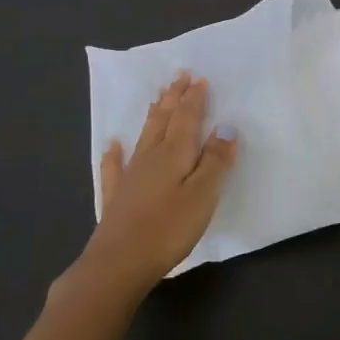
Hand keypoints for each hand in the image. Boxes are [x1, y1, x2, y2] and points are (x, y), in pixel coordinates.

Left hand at [78, 74, 236, 292]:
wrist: (118, 263)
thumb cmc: (168, 228)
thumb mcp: (203, 195)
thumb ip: (215, 161)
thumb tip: (227, 127)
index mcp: (175, 153)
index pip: (187, 118)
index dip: (194, 98)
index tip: (199, 78)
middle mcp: (151, 156)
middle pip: (164, 120)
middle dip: (173, 97)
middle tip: (179, 75)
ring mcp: (130, 175)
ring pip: (144, 135)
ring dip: (153, 114)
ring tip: (157, 97)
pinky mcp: (117, 197)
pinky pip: (115, 166)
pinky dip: (115, 153)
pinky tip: (113, 144)